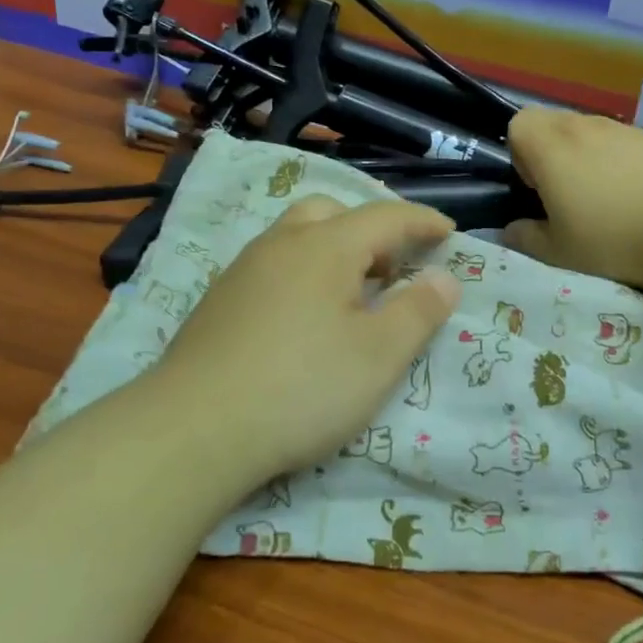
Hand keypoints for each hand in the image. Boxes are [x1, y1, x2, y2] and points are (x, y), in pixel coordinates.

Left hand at [144, 195, 461, 480]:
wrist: (192, 429)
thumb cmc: (302, 388)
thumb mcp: (379, 355)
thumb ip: (418, 311)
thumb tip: (444, 276)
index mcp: (326, 246)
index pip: (386, 217)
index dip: (423, 221)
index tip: (449, 233)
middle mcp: (281, 244)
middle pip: (333, 213)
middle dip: (372, 230)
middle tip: (394, 266)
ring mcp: (243, 271)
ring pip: (297, 236)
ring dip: (334, 249)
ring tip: (353, 293)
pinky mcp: (219, 301)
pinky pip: (273, 265)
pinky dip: (303, 272)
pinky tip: (305, 318)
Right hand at [503, 108, 642, 290]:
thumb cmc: (614, 240)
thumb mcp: (560, 252)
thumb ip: (527, 238)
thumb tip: (511, 230)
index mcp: (552, 148)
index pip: (519, 124)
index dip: (521, 153)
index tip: (537, 187)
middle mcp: (585, 127)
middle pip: (554, 123)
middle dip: (551, 152)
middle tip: (567, 194)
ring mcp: (625, 129)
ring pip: (591, 132)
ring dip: (587, 156)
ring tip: (607, 198)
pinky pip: (625, 142)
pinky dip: (622, 161)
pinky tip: (641, 196)